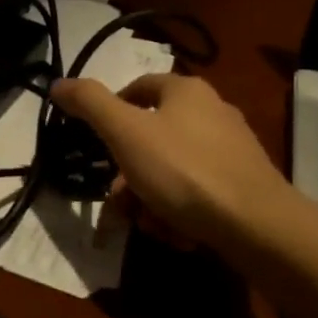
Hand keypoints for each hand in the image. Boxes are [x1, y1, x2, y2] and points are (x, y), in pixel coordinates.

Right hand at [52, 73, 287, 249]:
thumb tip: (59, 83)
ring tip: (152, 225)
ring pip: (172, 172)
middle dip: (130, 176)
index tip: (97, 146)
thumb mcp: (126, 132)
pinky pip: (197, 193)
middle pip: (152, 139)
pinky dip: (181, 213)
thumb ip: (90, 104)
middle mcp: (212, 112)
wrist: (258, 226)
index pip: (137, 88)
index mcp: (186, 91)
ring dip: (152, 200)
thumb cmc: (184, 171)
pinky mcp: (243, 185)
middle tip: (121, 203)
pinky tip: (180, 235)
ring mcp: (231, 150)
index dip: (111, 113)